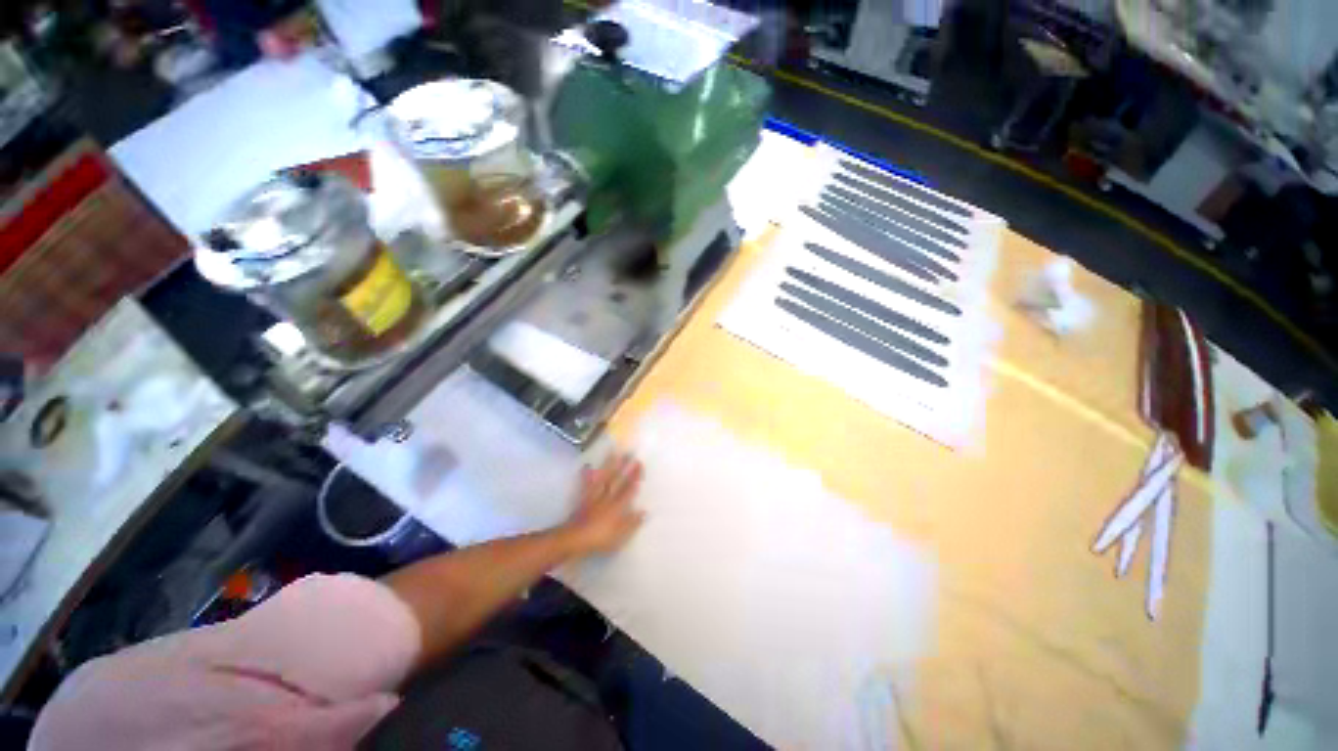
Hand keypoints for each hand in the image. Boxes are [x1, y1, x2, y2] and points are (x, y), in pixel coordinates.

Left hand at [562, 453, 644, 555]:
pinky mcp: (584, 499)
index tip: (639, 463)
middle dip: (624, 466)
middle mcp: (607, 498)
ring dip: (608, 465)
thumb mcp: (620, 535)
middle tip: (629, 452)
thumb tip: (645, 511)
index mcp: (617, 506)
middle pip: (616, 479)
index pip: (629, 488)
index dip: (635, 476)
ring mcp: (594, 496)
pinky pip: (586, 485)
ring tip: (613, 452)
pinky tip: (588, 465)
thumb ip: (632, 522)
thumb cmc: (600, 539)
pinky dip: (587, 475)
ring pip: (603, 478)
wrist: (575, 539)